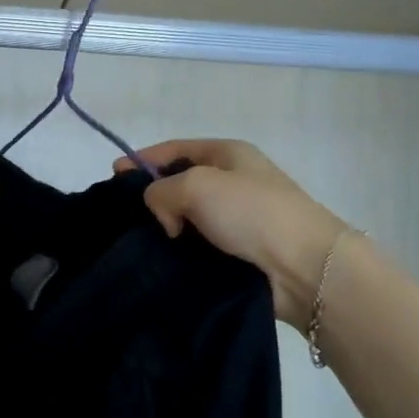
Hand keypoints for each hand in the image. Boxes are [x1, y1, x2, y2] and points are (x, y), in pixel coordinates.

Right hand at [117, 139, 351, 331]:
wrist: (306, 267)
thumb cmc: (252, 212)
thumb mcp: (197, 184)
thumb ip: (162, 191)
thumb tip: (166, 218)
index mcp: (228, 153)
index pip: (174, 149)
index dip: (142, 160)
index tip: (112, 178)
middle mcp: (233, 180)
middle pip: (180, 182)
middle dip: (152, 197)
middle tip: (123, 216)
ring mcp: (238, 217)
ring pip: (188, 217)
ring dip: (166, 228)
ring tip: (139, 243)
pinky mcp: (239, 251)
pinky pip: (199, 244)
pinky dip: (181, 250)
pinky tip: (163, 261)